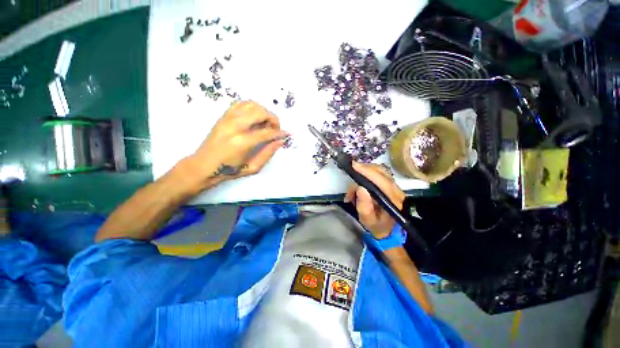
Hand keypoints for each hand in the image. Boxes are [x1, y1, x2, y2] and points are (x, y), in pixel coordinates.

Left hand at [187, 101, 287, 186]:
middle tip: (276, 129)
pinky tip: (255, 117)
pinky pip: (240, 104)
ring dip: (263, 111)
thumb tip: (280, 141)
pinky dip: (252, 107)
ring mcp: (227, 119)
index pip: (267, 132)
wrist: (203, 166)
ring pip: (251, 104)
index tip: (287, 134)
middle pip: (260, 112)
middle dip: (273, 119)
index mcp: (242, 142)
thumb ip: (268, 153)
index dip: (279, 133)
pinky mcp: (223, 116)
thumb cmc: (229, 170)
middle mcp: (235, 126)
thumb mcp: (252, 167)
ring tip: (266, 123)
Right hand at [344, 162, 404, 238]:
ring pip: (380, 170)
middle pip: (381, 172)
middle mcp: (396, 190)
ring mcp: (394, 186)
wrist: (386, 229)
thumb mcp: (367, 220)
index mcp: (393, 200)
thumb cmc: (376, 226)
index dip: (368, 172)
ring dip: (364, 172)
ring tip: (354, 184)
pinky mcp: (389, 184)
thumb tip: (360, 188)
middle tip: (351, 171)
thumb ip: (364, 206)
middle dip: (364, 169)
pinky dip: (367, 174)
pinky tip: (359, 182)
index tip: (354, 166)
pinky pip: (378, 173)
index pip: (382, 181)